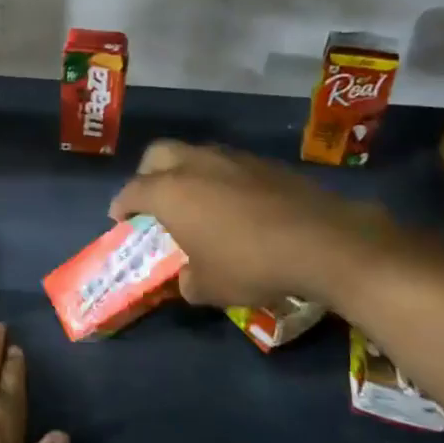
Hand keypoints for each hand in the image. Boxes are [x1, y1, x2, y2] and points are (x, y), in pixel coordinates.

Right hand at [108, 139, 399, 308]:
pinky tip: (235, 205)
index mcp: (170, 192)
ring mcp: (232, 159)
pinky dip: (221, 179)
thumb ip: (187, 281)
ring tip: (196, 201)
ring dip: (187, 173)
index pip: (132, 191)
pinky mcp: (264, 163)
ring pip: (195, 154)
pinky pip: (228, 164)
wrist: (323, 242)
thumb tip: (187, 278)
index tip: (120, 219)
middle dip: (148, 174)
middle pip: (158, 154)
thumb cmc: (251, 265)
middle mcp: (195, 165)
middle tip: (154, 199)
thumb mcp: (209, 288)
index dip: (121, 205)